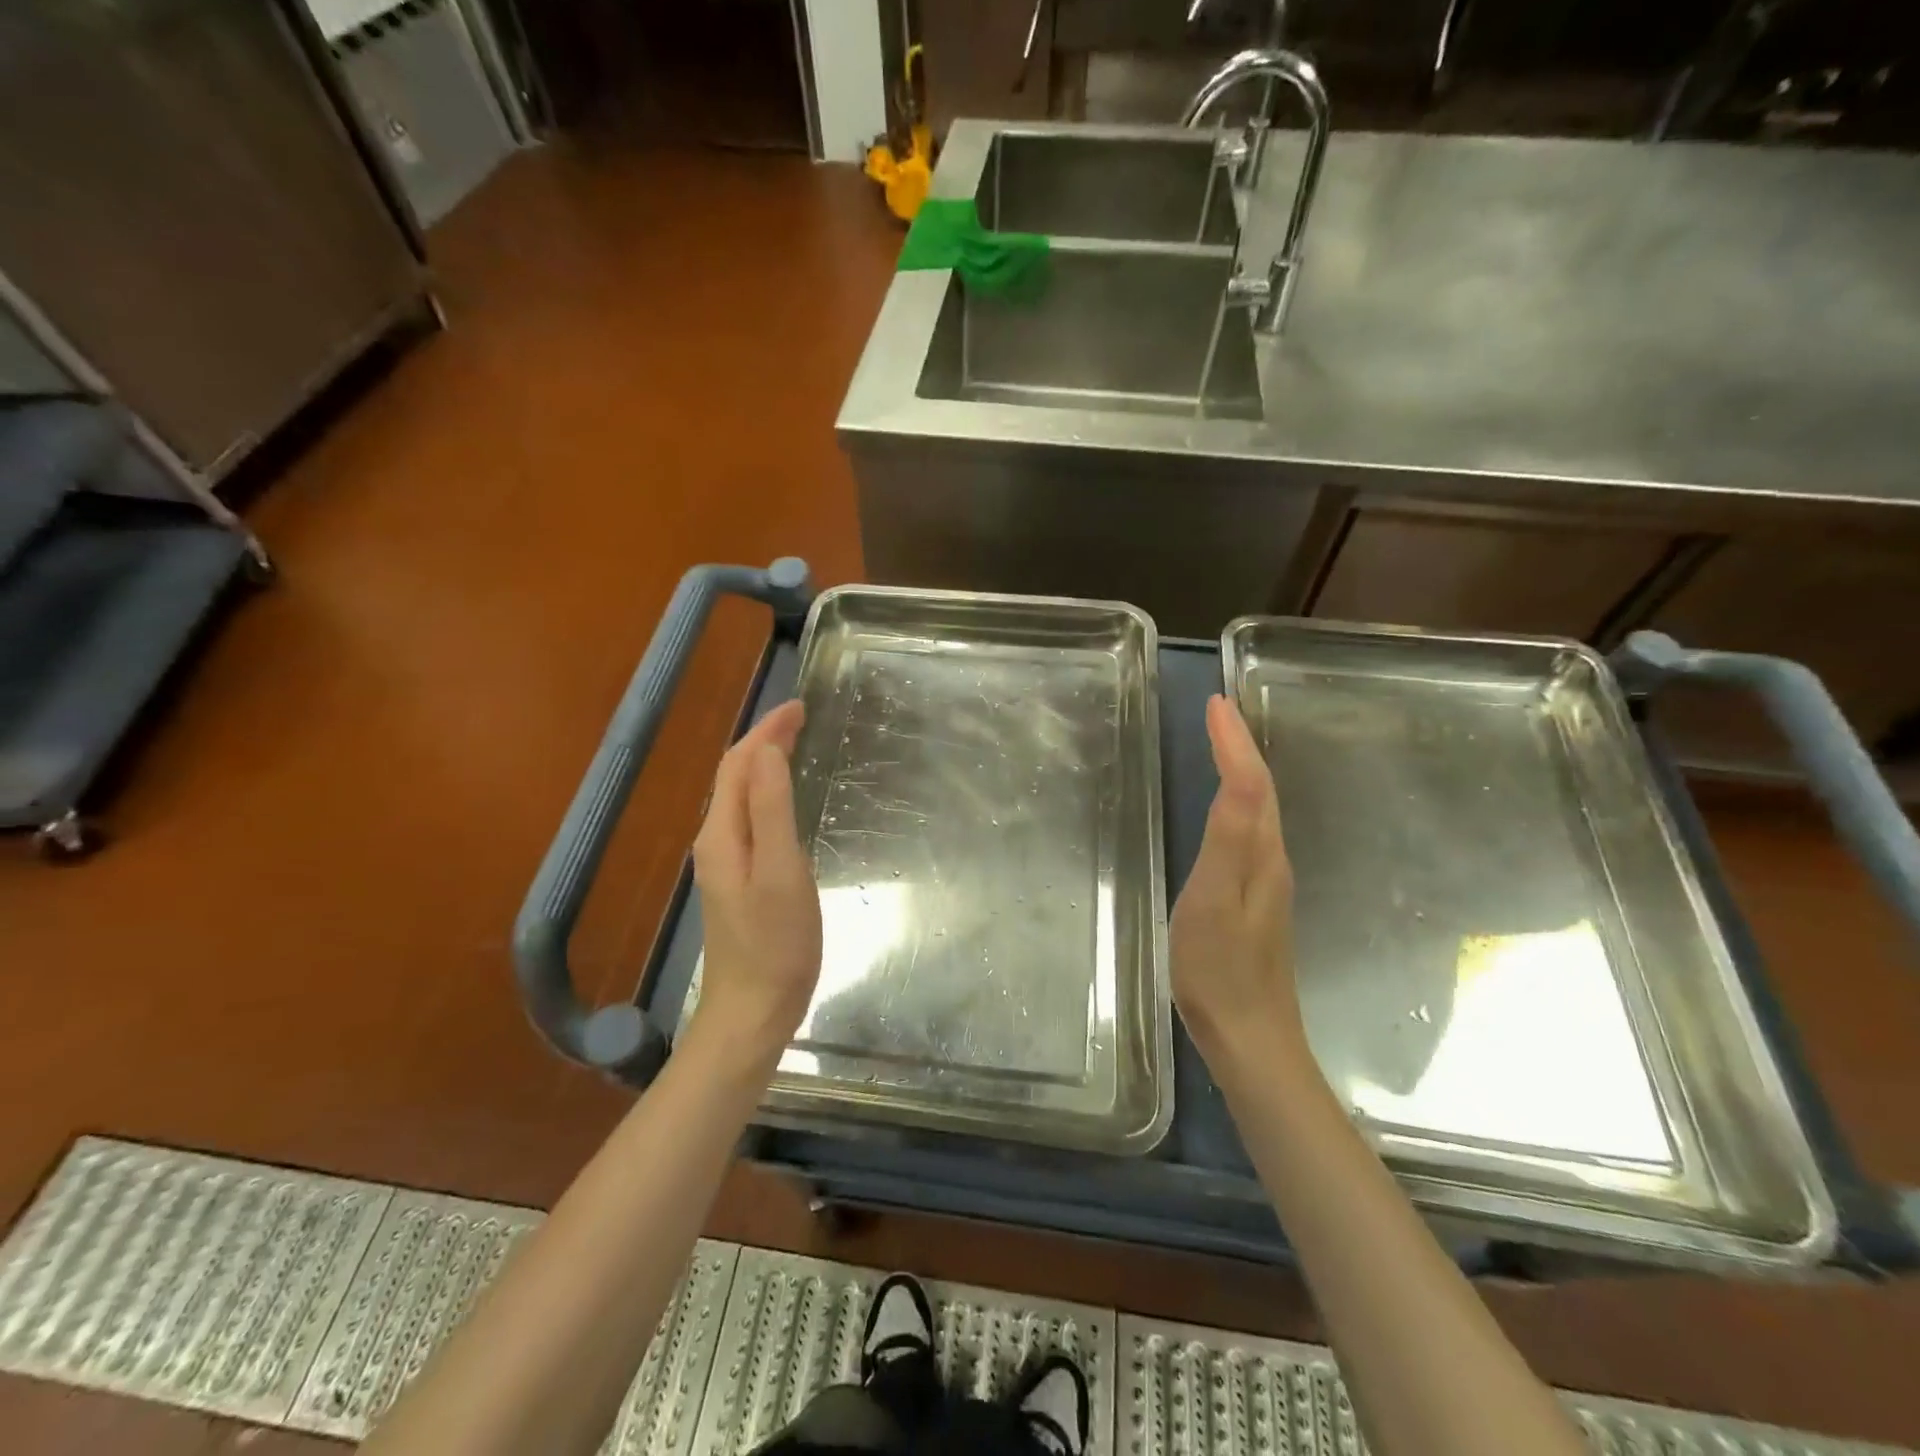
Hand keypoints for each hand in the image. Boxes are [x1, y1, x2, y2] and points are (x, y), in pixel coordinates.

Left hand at [690, 700, 821, 1065]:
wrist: (753, 1010)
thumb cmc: (775, 943)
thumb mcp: (780, 871)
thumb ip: (772, 809)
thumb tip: (768, 751)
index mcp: (723, 834)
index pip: (739, 764)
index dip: (766, 730)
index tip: (801, 706)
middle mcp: (717, 842)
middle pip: (736, 776)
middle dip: (765, 741)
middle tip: (803, 718)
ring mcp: (726, 864)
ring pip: (742, 797)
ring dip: (765, 764)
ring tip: (796, 745)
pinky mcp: (740, 882)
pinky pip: (751, 819)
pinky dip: (768, 793)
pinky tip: (787, 800)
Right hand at [1171, 695, 1304, 1074]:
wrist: (1250, 1037)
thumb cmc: (1220, 969)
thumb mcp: (1214, 900)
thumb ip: (1228, 840)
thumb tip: (1242, 778)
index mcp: (1260, 854)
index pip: (1251, 782)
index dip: (1234, 741)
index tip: (1215, 703)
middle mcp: (1270, 859)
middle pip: (1262, 789)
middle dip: (1241, 745)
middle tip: (1217, 713)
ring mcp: (1265, 882)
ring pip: (1259, 809)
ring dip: (1242, 769)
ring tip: (1221, 743)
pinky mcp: (1254, 899)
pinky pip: (1249, 831)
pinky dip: (1238, 800)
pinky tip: (1226, 806)